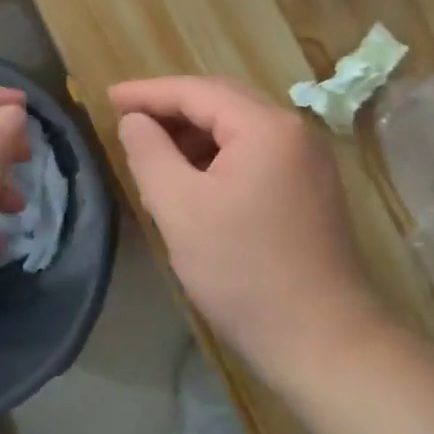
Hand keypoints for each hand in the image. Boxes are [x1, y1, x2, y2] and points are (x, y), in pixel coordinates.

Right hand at [109, 76, 384, 380]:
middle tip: (128, 119)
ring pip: (240, 128)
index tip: (108, 96)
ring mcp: (309, 160)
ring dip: (195, 133)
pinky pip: (256, 152)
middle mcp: (294, 131)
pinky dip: (219, 156)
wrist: (324, 342)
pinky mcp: (311, 188)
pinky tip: (194, 179)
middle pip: (222, 101)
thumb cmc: (244, 272)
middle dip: (172, 108)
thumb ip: (149, 153)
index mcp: (266, 126)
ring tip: (155, 152)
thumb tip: (134, 120)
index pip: (196, 91)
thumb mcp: (180, 209)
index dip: (148, 92)